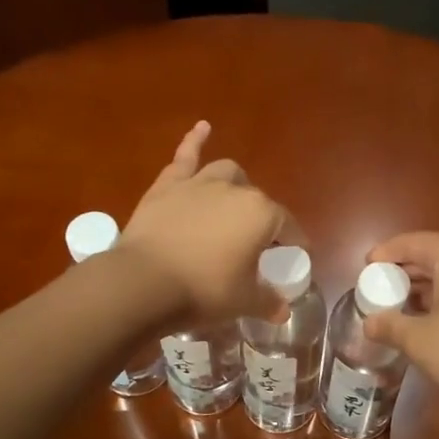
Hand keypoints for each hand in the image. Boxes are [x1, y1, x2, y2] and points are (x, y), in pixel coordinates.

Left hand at [118, 121, 286, 320]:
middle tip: (253, 241)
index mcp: (262, 214)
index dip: (292, 241)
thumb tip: (282, 310)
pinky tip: (202, 128)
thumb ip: (267, 302)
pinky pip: (185, 156)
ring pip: (226, 172)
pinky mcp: (168, 185)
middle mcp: (235, 190)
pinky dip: (194, 140)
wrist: (146, 282)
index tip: (292, 255)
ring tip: (233, 197)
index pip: (286, 225)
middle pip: (256, 199)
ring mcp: (199, 183)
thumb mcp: (243, 302)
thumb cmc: (204, 291)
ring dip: (234, 183)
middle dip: (260, 217)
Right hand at [363, 232, 438, 410]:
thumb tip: (370, 323)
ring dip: (428, 285)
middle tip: (382, 287)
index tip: (367, 265)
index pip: (415, 242)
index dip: (387, 252)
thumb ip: (389, 326)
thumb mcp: (419, 341)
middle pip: (437, 254)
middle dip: (407, 270)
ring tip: (405, 305)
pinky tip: (437, 320)